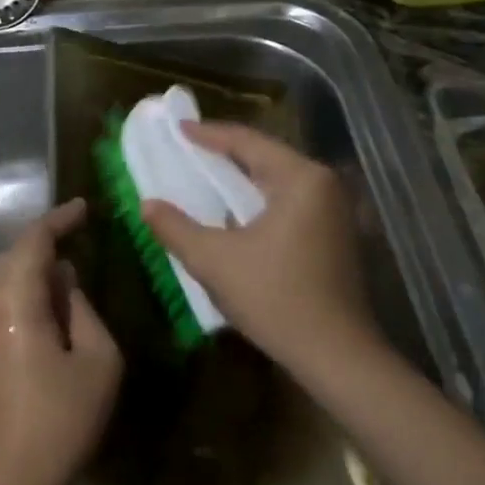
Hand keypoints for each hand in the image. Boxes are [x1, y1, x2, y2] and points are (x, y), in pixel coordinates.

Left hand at [0, 199, 122, 484]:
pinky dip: (23, 294)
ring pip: (3, 280)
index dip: (59, 219)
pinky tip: (47, 311)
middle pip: (14, 256)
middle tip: (80, 238)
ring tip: (68, 275)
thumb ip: (83, 310)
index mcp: (14, 300)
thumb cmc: (60, 421)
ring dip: (33, 270)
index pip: (34, 241)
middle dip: (46, 244)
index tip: (84, 208)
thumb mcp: (97, 361)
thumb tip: (65, 283)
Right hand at [141, 125, 376, 378]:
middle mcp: (324, 185)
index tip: (179, 129)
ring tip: (208, 176)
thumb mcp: (214, 260)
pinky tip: (238, 211)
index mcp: (301, 178)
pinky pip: (291, 201)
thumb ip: (176, 228)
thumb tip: (147, 204)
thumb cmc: (275, 298)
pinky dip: (261, 199)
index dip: (209, 135)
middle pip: (267, 157)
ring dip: (244, 178)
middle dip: (227, 153)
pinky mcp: (337, 234)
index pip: (248, 142)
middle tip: (191, 150)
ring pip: (280, 181)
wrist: (336, 355)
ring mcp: (336, 210)